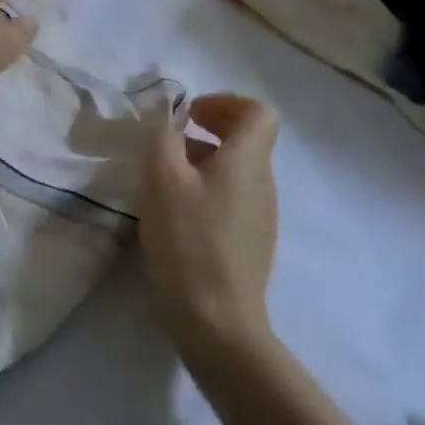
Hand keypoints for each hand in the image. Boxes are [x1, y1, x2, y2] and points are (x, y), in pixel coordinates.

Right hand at [138, 94, 280, 366]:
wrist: (217, 321)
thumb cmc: (188, 241)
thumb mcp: (161, 179)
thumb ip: (162, 136)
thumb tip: (167, 112)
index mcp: (248, 161)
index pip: (258, 112)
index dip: (225, 102)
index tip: (190, 114)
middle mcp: (263, 183)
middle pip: (247, 140)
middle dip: (209, 129)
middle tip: (171, 140)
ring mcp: (261, 216)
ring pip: (237, 170)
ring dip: (204, 160)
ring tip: (165, 178)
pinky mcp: (251, 243)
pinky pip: (233, 198)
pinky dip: (207, 189)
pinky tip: (177, 214)